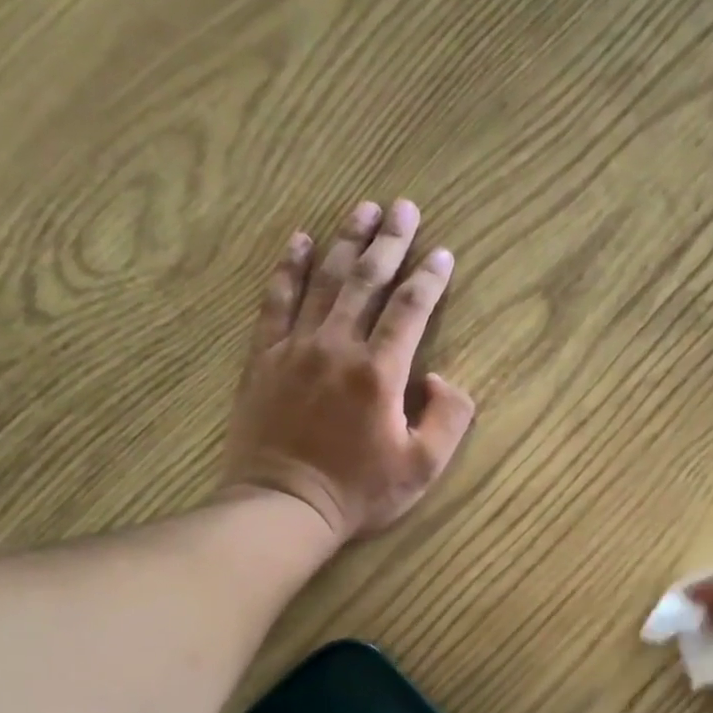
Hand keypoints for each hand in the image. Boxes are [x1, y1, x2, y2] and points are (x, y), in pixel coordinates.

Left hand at [220, 199, 476, 541]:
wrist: (284, 506)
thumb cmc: (358, 493)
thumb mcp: (422, 468)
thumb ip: (447, 419)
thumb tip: (442, 379)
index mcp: (380, 372)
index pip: (410, 309)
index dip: (430, 278)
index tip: (443, 254)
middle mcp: (338, 347)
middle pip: (368, 280)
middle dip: (391, 241)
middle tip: (405, 206)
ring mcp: (296, 347)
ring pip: (324, 280)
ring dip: (346, 241)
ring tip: (363, 209)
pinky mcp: (264, 357)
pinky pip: (276, 301)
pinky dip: (289, 268)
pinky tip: (299, 241)